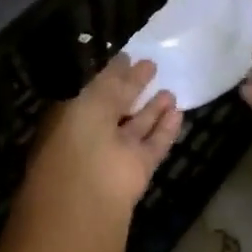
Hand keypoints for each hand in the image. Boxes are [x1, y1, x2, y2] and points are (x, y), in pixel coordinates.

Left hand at [21, 56, 182, 223]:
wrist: (88, 195)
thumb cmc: (78, 139)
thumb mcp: (91, 101)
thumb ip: (111, 82)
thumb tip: (126, 61)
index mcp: (72, 118)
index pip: (94, 92)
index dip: (112, 75)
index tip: (129, 56)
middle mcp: (92, 136)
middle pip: (117, 109)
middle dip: (133, 89)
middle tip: (153, 66)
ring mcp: (116, 155)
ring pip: (137, 127)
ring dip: (153, 109)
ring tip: (170, 89)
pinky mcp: (139, 170)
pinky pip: (154, 145)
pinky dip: (166, 130)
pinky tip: (179, 112)